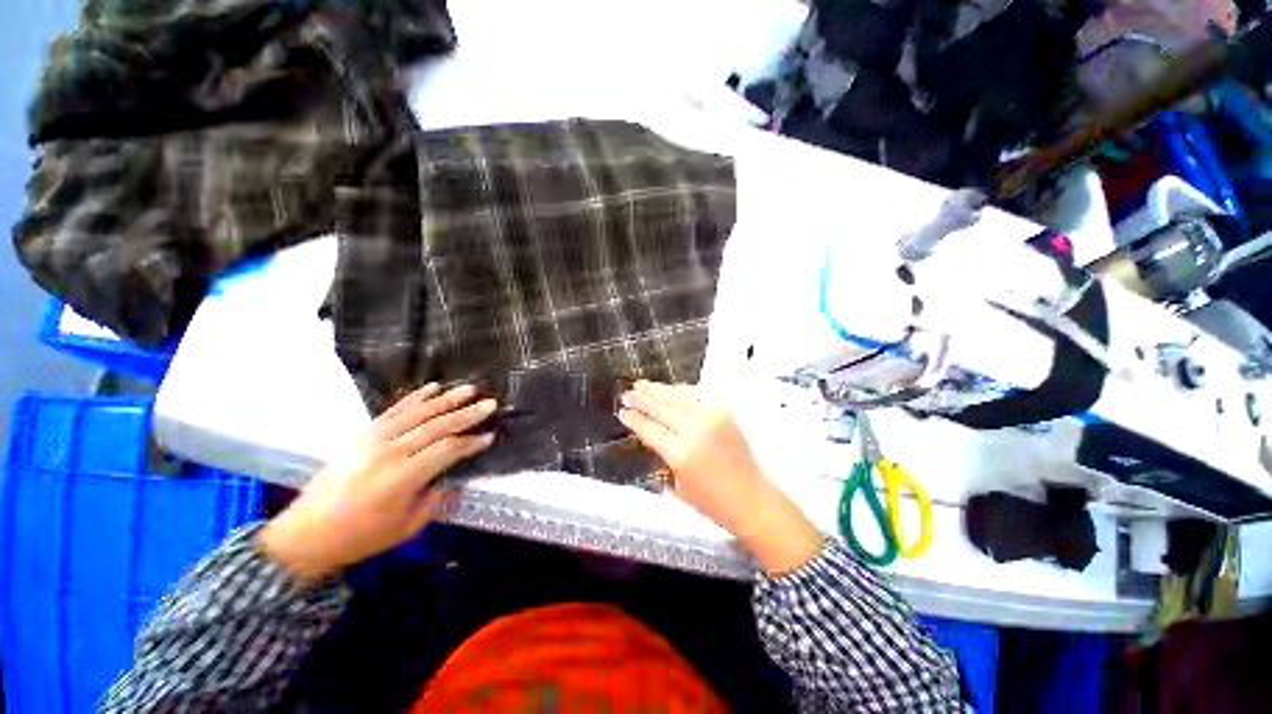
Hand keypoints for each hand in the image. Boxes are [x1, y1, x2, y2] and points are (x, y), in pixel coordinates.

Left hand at [259, 384, 497, 584]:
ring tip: (470, 389)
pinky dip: (414, 398)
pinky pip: (393, 411)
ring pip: (418, 413)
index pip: (446, 450)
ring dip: (447, 400)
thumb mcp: (406, 527)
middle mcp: (389, 452)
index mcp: (401, 477)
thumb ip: (436, 501)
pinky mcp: (362, 435)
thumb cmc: (360, 537)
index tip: (490, 436)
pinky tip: (432, 388)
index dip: (471, 443)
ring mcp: (373, 440)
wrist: (305, 535)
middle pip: (436, 426)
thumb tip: (455, 482)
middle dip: (467, 414)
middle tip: (490, 403)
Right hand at [617, 381, 822, 574]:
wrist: (751, 498)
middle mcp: (695, 430)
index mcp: (680, 453)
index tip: (623, 411)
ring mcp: (712, 417)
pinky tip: (674, 389)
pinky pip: (701, 396)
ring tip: (644, 385)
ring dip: (660, 390)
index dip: (635, 419)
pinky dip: (685, 391)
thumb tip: (654, 432)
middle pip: (663, 408)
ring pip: (680, 397)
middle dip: (643, 399)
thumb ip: (665, 455)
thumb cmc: (712, 502)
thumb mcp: (678, 483)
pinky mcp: (725, 413)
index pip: (650, 429)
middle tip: (628, 392)